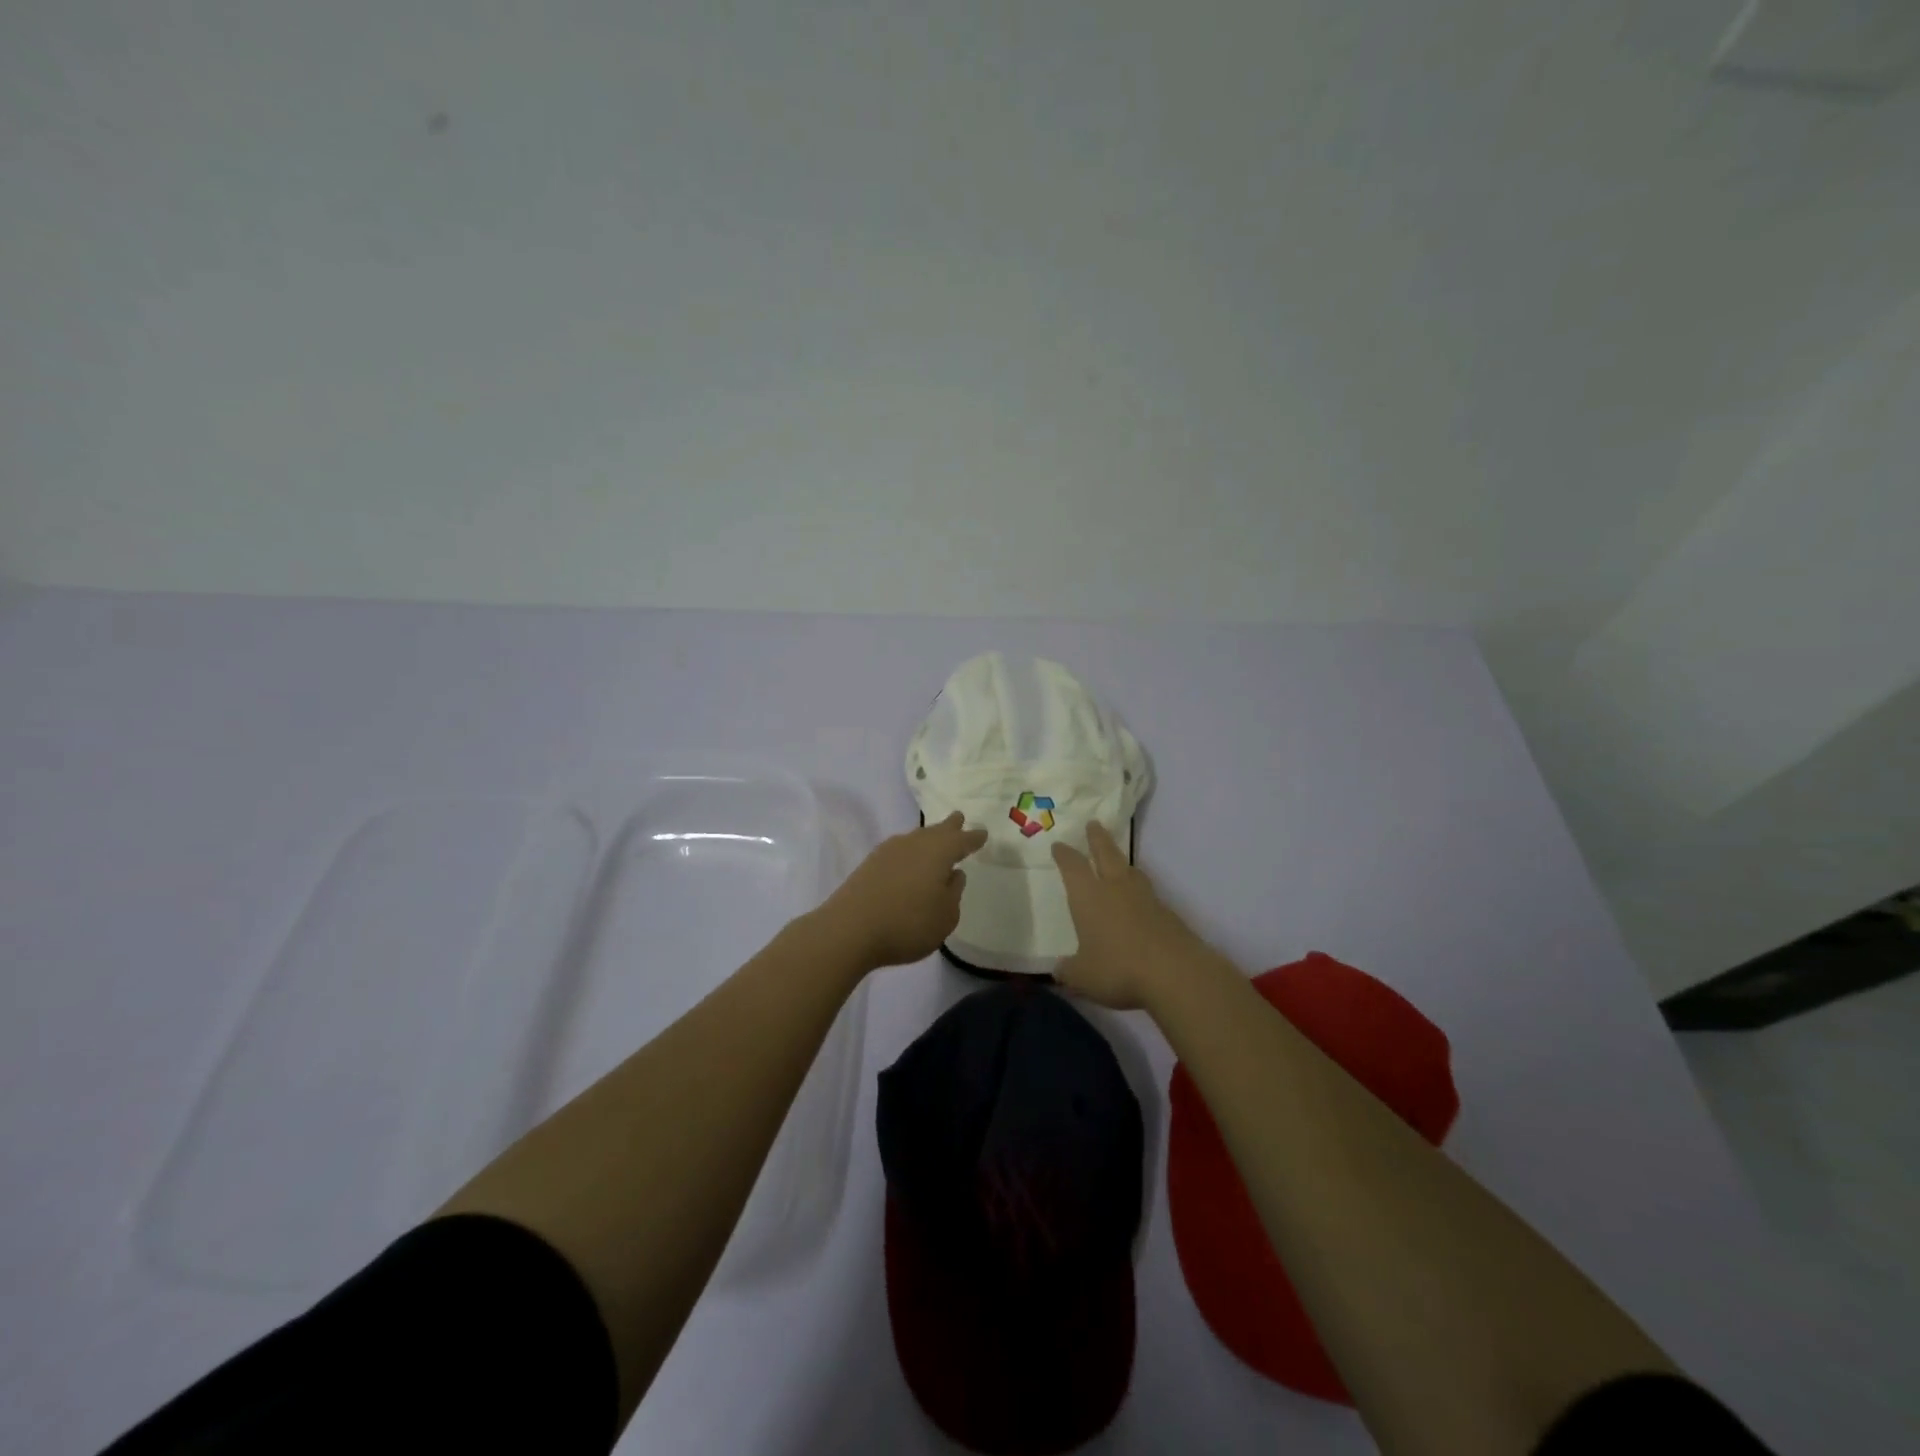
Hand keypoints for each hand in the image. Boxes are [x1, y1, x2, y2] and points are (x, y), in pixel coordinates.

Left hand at [816, 812, 987, 970]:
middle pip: (936, 831)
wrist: (850, 929)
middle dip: (950, 826)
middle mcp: (914, 844)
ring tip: (935, 840)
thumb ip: (953, 893)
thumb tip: (953, 874)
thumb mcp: (945, 916)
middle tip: (958, 818)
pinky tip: (908, 862)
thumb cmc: (908, 924)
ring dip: (928, 838)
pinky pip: (899, 850)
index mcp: (939, 852)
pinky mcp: (870, 864)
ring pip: (916, 838)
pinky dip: (909, 852)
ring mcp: (889, 851)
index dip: (973, 838)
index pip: (962, 840)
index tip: (982, 833)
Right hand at [1051, 822, 1210, 1009]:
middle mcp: (1116, 888)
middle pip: (1106, 854)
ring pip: (1130, 870)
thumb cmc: (1119, 968)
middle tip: (1094, 824)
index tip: (1059, 845)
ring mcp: (1145, 898)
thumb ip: (1068, 971)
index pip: (1072, 867)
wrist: (1176, 972)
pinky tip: (1139, 902)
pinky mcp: (1167, 913)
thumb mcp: (1082, 976)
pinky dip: (1139, 891)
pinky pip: (1148, 894)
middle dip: (1097, 838)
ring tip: (1118, 860)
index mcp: (1089, 896)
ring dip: (1121, 861)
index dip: (1064, 855)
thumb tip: (1059, 970)